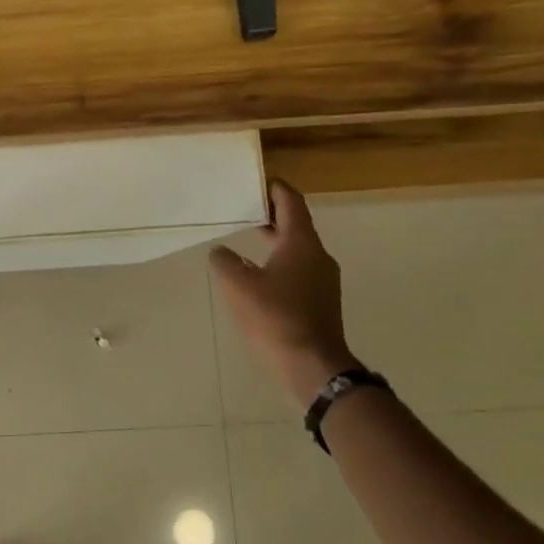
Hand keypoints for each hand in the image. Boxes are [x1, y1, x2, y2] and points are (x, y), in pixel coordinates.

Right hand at [210, 180, 358, 408]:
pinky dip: (279, 260)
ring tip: (249, 237)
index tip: (260, 180)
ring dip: (275, 239)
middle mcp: (317, 256)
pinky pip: (298, 268)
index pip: (292, 204)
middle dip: (273, 214)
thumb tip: (221, 252)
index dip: (276, 189)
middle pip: (296, 225)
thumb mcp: (238, 286)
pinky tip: (259, 274)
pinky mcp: (319, 300)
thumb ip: (225, 262)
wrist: (312, 364)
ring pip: (297, 248)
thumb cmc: (275, 317)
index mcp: (301, 244)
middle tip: (247, 207)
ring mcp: (322, 280)